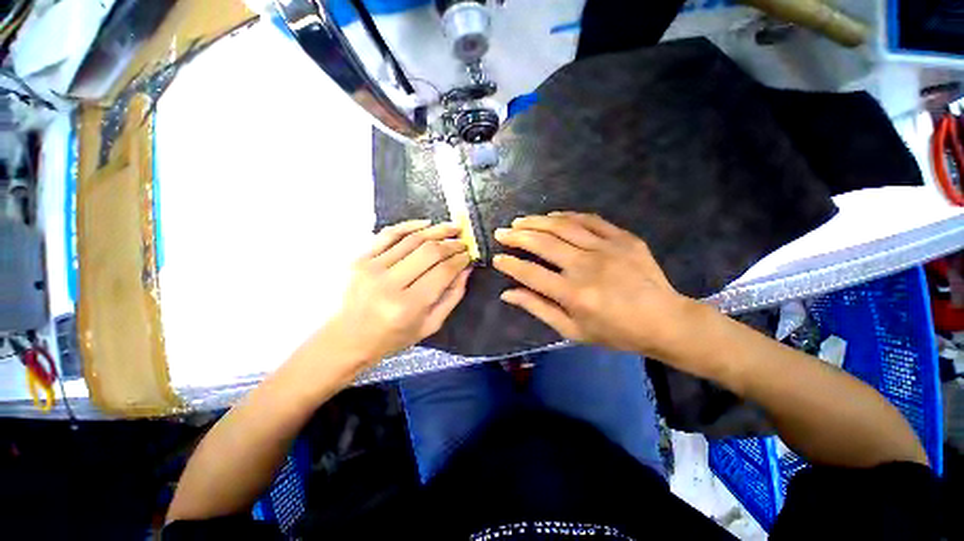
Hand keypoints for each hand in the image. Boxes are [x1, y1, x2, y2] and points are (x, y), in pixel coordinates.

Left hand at [315, 220, 471, 370]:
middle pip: (429, 252)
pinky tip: (426, 223)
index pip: (443, 272)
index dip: (460, 259)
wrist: (347, 338)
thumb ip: (452, 296)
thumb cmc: (392, 337)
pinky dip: (409, 225)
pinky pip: (388, 234)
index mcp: (408, 306)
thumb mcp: (430, 325)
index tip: (469, 254)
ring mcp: (371, 268)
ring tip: (452, 227)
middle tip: (463, 240)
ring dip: (436, 230)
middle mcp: (389, 283)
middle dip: (451, 243)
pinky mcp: (360, 258)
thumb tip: (466, 269)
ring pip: (412, 239)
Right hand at [493, 212, 697, 357]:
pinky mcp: (623, 238)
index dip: (510, 264)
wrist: (665, 321)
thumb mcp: (573, 330)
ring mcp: (607, 248)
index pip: (531, 274)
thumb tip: (508, 293)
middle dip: (517, 236)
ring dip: (537, 221)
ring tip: (520, 220)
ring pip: (562, 226)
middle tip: (501, 232)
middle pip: (543, 244)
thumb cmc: (616, 332)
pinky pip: (590, 219)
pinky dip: (567, 215)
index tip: (497, 258)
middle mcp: (586, 267)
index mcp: (574, 294)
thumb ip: (538, 309)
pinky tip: (552, 216)